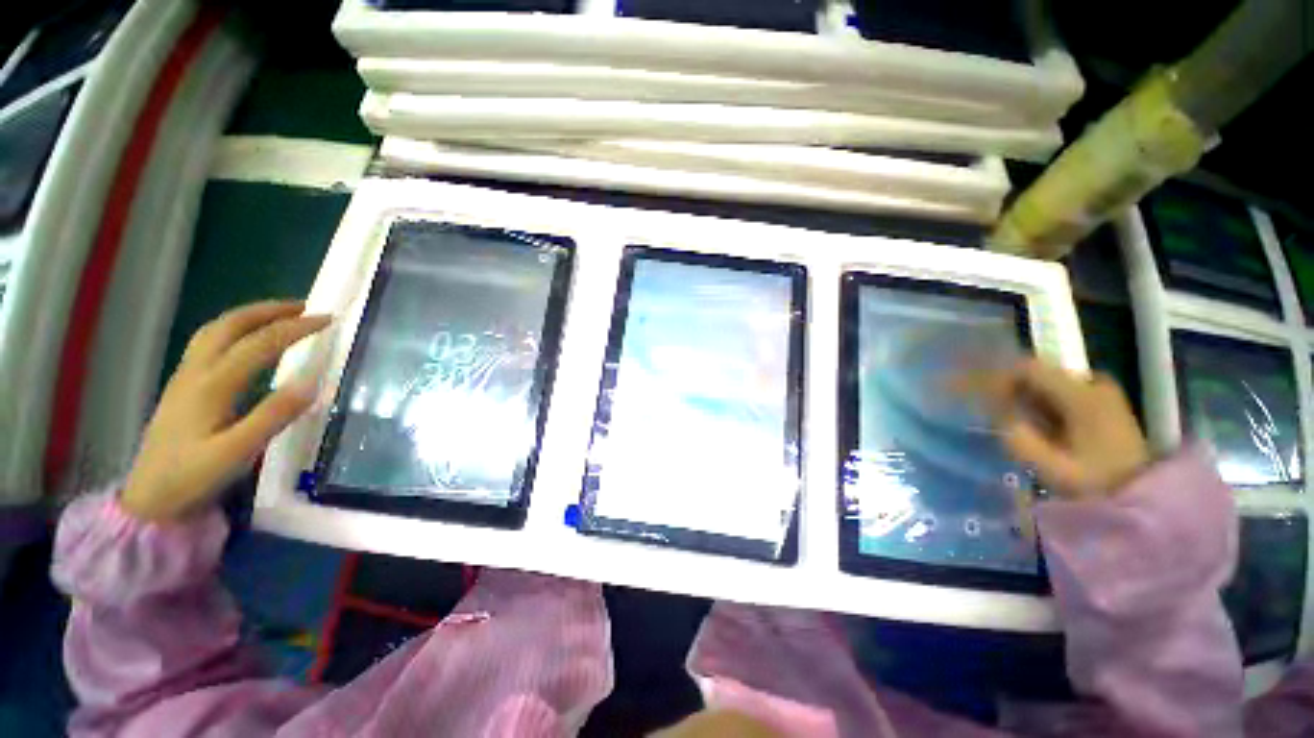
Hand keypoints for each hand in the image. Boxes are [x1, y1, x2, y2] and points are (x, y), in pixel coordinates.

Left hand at [120, 301, 330, 521]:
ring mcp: (185, 378)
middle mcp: (196, 372)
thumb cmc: (194, 477)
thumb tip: (311, 382)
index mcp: (213, 385)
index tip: (327, 320)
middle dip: (269, 310)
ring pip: (215, 330)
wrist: (150, 499)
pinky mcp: (183, 387)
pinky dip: (234, 329)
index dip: (295, 328)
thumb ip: (273, 416)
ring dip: (250, 316)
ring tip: (280, 315)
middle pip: (230, 325)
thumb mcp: (237, 452)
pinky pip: (208, 343)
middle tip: (305, 308)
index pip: (259, 343)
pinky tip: (246, 339)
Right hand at [979, 360, 1149, 500]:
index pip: (1027, 368)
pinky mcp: (1100, 401)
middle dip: (1005, 386)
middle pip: (1035, 372)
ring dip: (1020, 395)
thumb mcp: (1055, 469)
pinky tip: (1028, 420)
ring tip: (1003, 416)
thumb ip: (1021, 440)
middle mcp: (1092, 383)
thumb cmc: (1099, 484)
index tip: (973, 394)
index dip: (995, 377)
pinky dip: (1036, 401)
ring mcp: (1100, 390)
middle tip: (982, 407)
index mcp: (1083, 395)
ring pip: (1045, 381)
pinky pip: (1057, 391)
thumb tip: (999, 417)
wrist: (1145, 496)